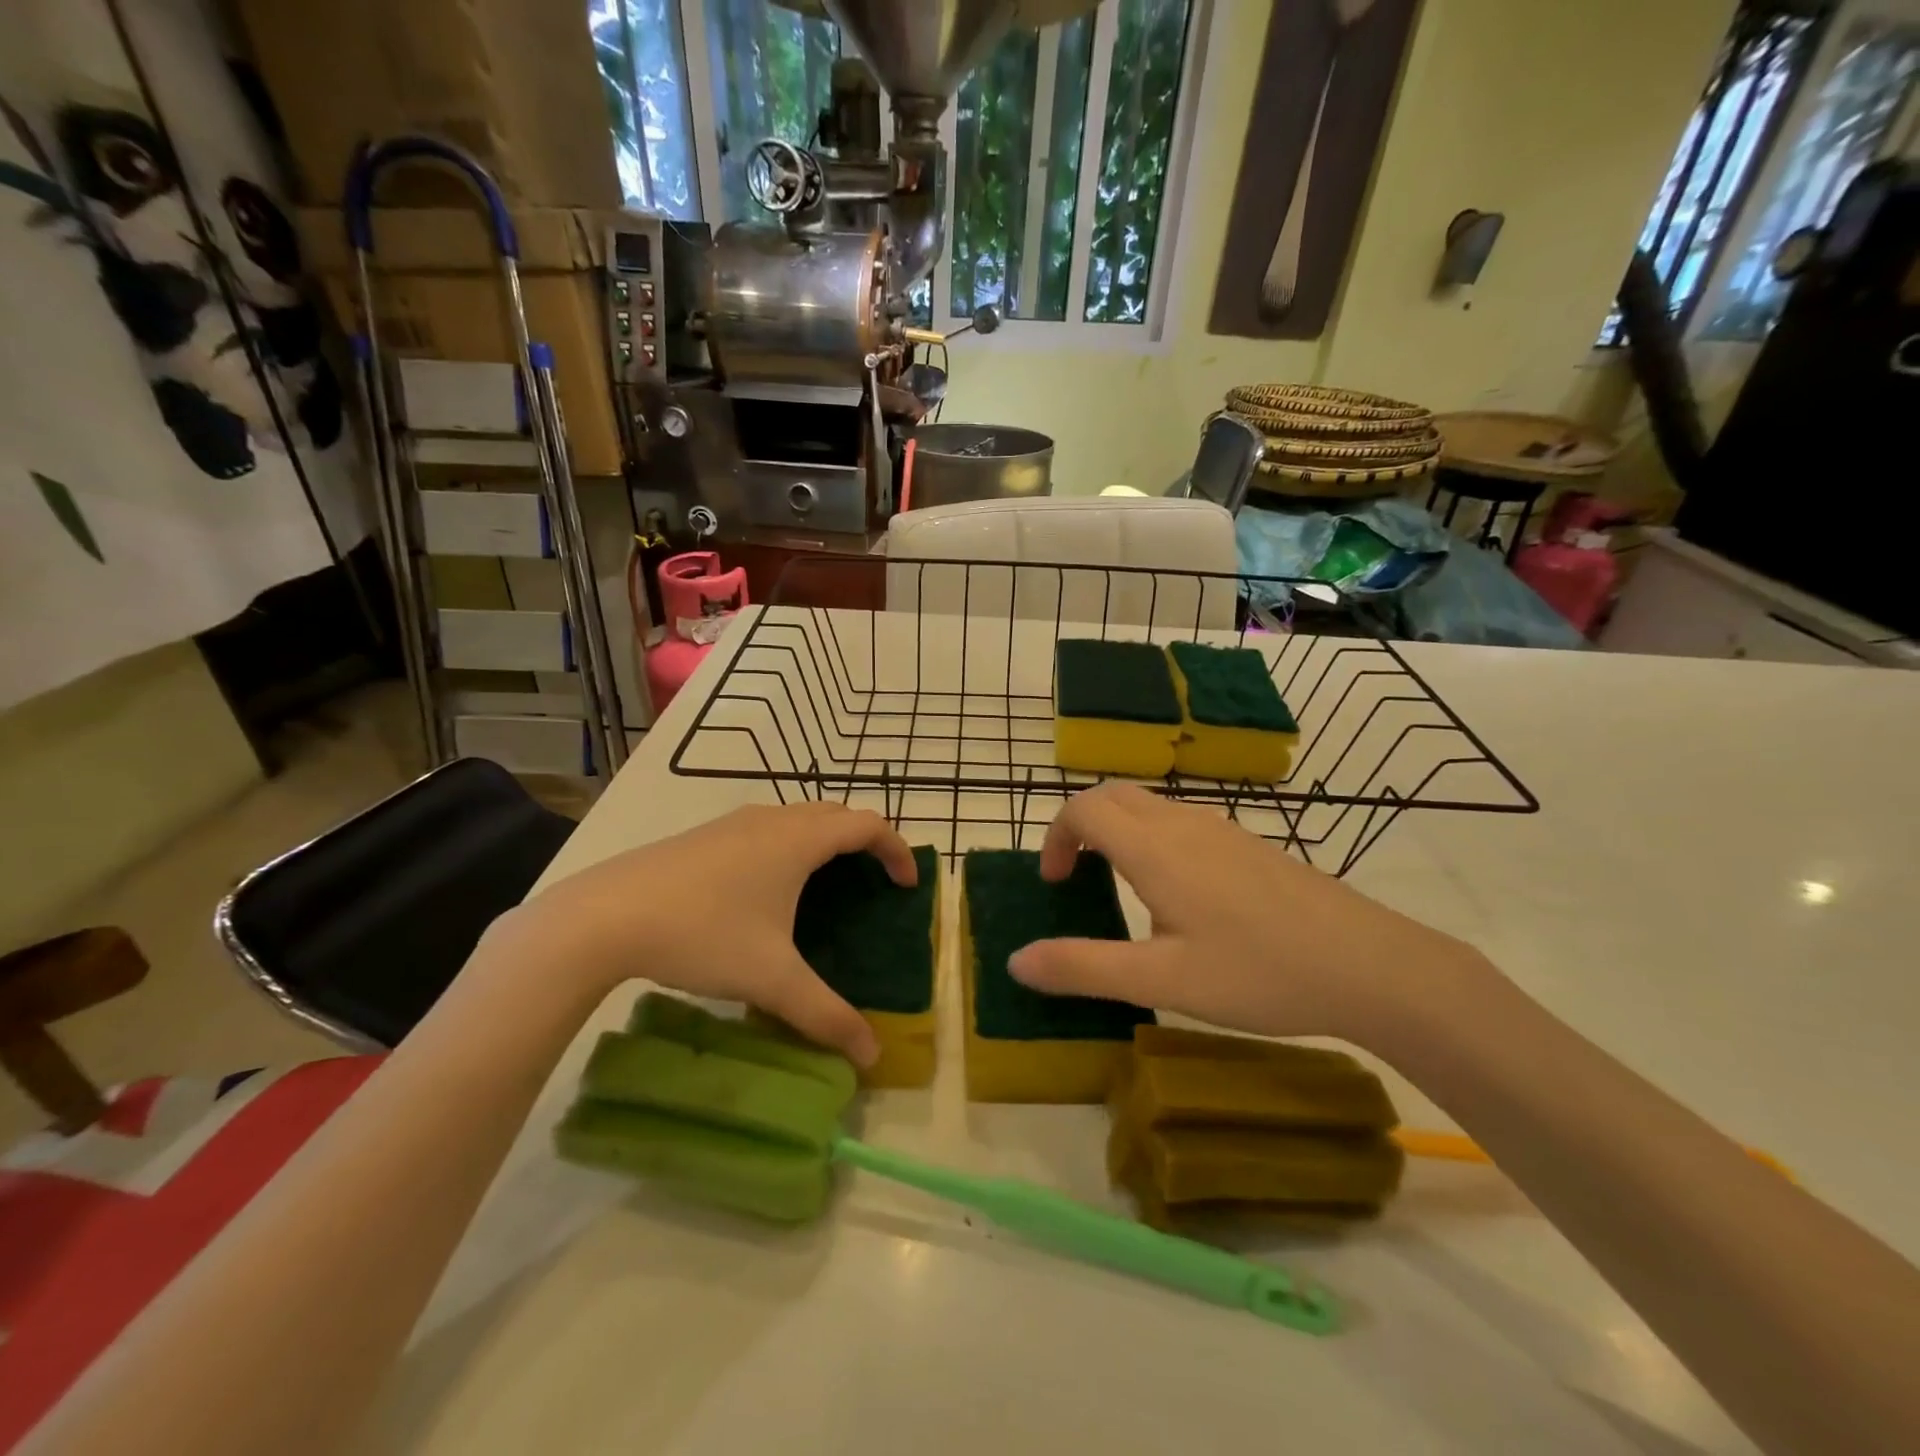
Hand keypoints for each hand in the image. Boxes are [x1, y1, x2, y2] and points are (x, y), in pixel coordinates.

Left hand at [495, 802, 916, 1065]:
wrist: (603, 916)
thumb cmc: (702, 933)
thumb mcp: (770, 979)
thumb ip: (825, 1015)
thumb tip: (871, 1056)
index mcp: (799, 840)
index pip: (867, 825)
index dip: (896, 850)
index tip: (907, 885)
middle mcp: (771, 819)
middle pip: (835, 815)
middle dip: (863, 842)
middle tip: (873, 883)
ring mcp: (732, 823)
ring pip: (796, 818)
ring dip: (824, 841)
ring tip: (826, 885)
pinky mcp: (703, 836)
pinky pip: (765, 829)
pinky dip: (788, 846)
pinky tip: (765, 892)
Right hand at [1009, 783, 1476, 1041]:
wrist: (1371, 965)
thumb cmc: (1259, 972)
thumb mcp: (1163, 979)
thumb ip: (1084, 967)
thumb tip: (1016, 961)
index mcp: (1154, 848)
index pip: (1083, 809)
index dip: (1055, 837)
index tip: (1054, 885)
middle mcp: (1183, 824)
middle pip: (1112, 796)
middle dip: (1079, 826)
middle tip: (1074, 878)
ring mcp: (1222, 829)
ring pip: (1148, 806)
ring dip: (1116, 830)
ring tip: (1118, 887)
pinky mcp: (1249, 844)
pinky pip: (1180, 821)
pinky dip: (1150, 838)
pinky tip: (1177, 896)